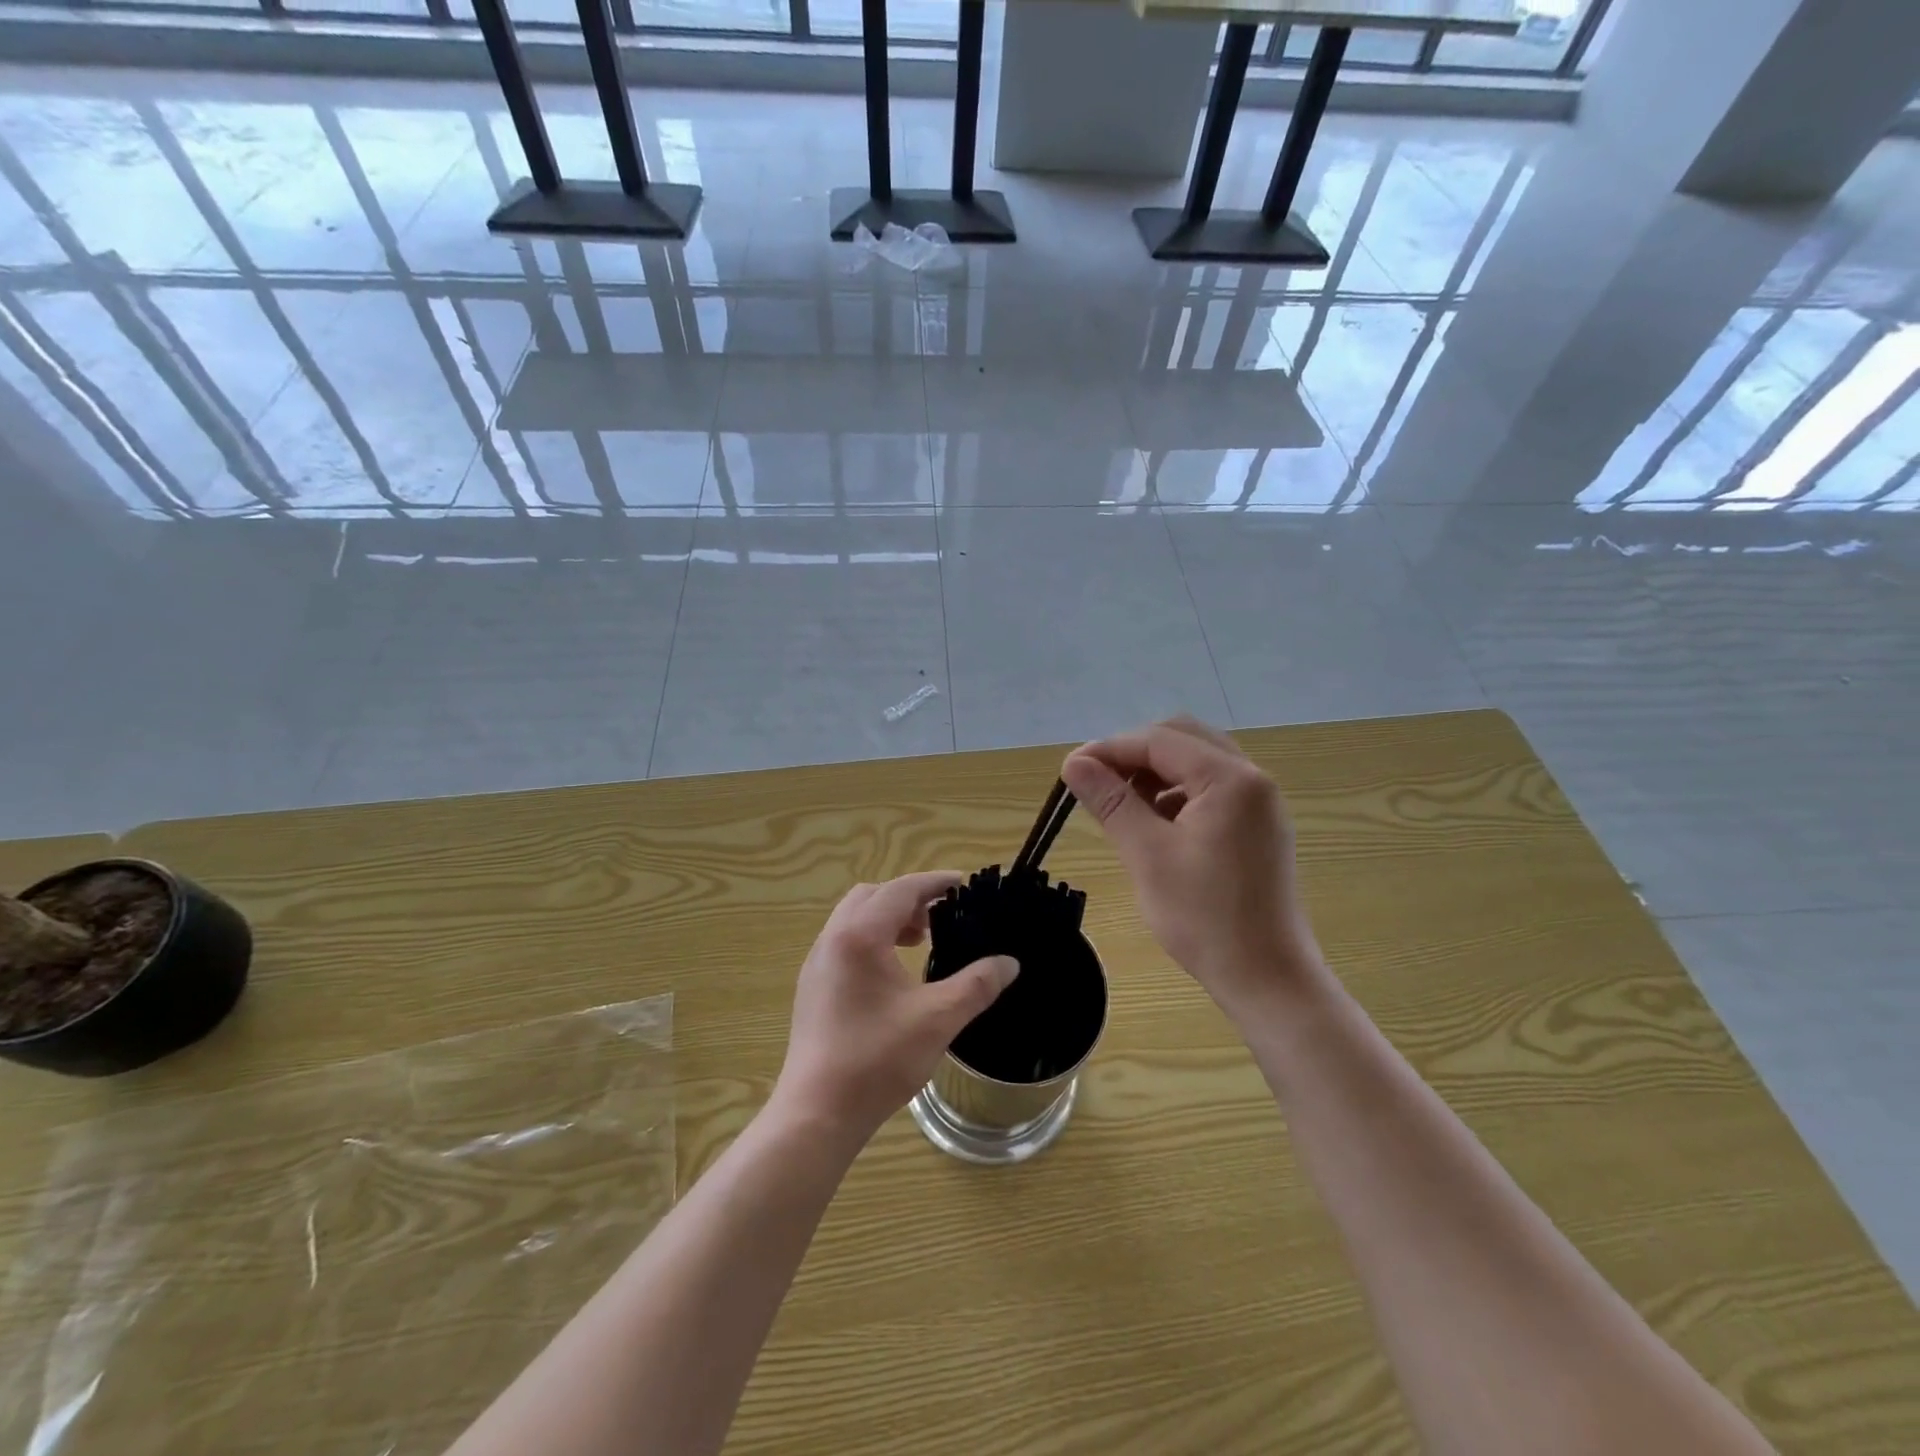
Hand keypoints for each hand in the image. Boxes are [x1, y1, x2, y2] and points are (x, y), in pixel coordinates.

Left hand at [773, 872, 1019, 1146]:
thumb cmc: (877, 1059)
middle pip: (872, 896)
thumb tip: (1009, 963)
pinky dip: (871, 940)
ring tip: (919, 944)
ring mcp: (817, 964)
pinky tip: (892, 976)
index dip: (934, 883)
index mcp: (860, 936)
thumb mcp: (938, 1019)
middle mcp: (832, 940)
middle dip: (908, 899)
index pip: (901, 889)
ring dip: (888, 919)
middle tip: (940, 919)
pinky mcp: (812, 987)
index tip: (964, 884)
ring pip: (854, 919)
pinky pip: (844, 943)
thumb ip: (977, 985)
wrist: (817, 1113)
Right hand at [1061, 717, 1320, 1016]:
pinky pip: (1210, 788)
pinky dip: (1175, 793)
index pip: (1159, 741)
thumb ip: (1111, 801)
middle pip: (1182, 738)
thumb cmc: (1205, 918)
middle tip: (1096, 781)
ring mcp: (1259, 802)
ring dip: (1154, 772)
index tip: (1069, 770)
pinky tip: (1153, 823)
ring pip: (1196, 762)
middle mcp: (1252, 778)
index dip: (1109, 749)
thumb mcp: (1147, 855)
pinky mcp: (1257, 826)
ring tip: (1120, 804)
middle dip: (1134, 753)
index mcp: (1230, 779)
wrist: (1267, 979)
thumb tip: (1073, 762)